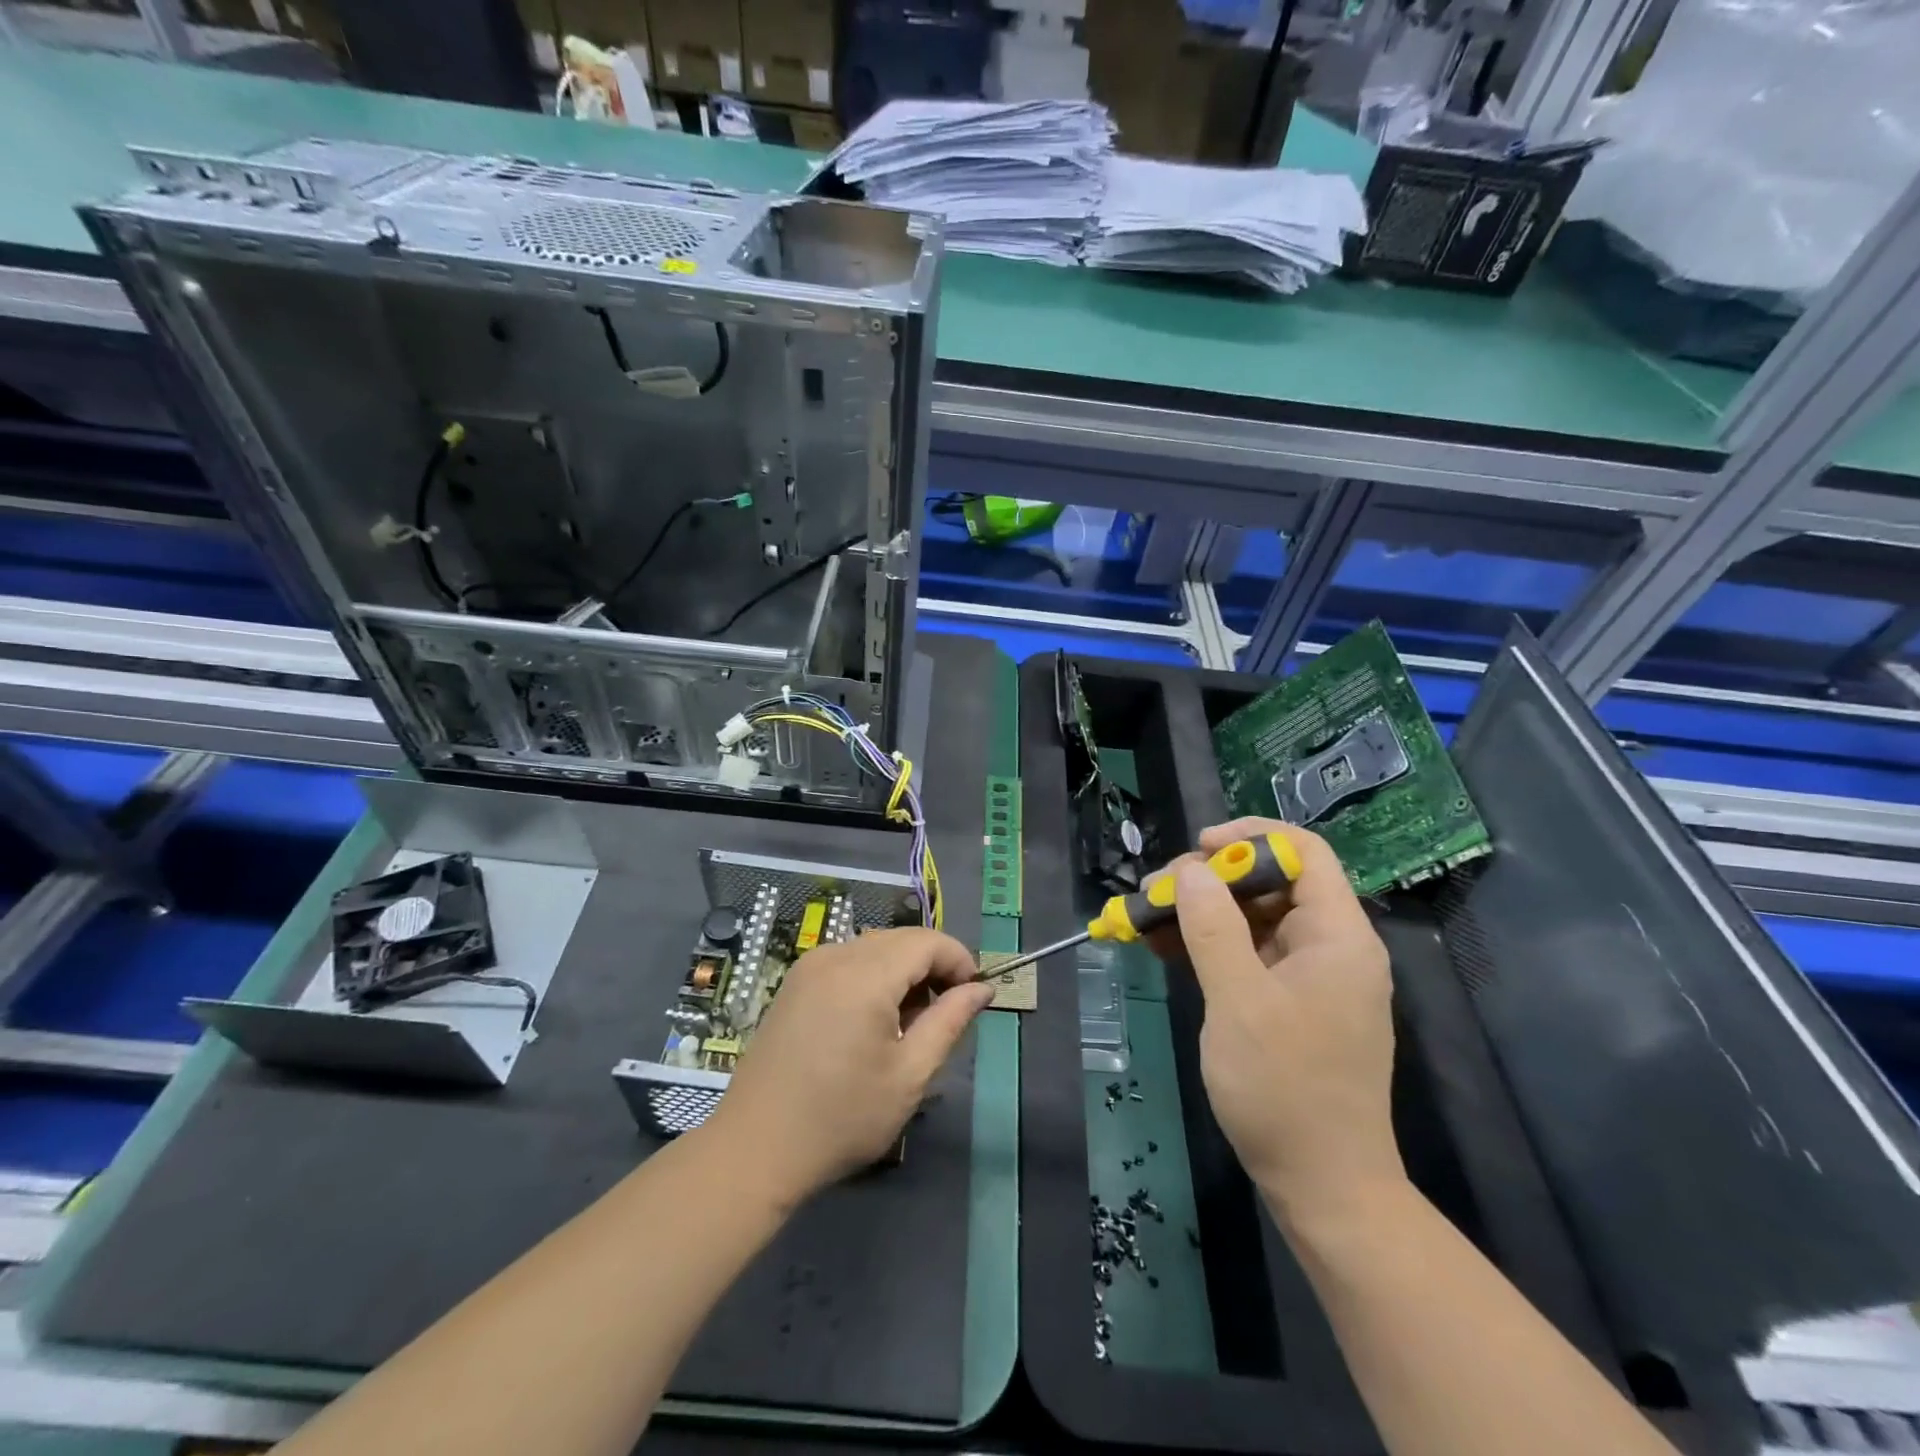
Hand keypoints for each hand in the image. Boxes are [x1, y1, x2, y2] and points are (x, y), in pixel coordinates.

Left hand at [705, 928, 994, 1204]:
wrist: (755, 1149)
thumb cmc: (841, 1118)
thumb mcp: (909, 1075)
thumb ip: (950, 1022)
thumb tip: (982, 989)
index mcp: (865, 975)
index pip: (927, 941)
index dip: (959, 960)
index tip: (973, 997)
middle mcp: (835, 956)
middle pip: (901, 939)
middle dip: (932, 966)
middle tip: (944, 1015)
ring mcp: (809, 966)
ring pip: (875, 948)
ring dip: (903, 971)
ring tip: (909, 1024)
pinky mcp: (795, 982)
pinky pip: (848, 960)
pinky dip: (873, 976)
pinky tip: (872, 1020)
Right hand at [1160, 818, 1403, 1221]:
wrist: (1323, 1187)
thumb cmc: (1285, 1089)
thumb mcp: (1239, 1002)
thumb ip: (1213, 928)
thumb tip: (1192, 869)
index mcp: (1337, 936)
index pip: (1304, 852)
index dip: (1251, 838)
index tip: (1197, 849)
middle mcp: (1329, 947)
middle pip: (1272, 882)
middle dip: (1211, 878)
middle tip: (1158, 892)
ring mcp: (1309, 977)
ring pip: (1253, 918)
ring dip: (1202, 912)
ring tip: (1148, 917)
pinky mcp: (1289, 1003)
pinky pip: (1247, 954)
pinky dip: (1208, 946)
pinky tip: (1165, 948)